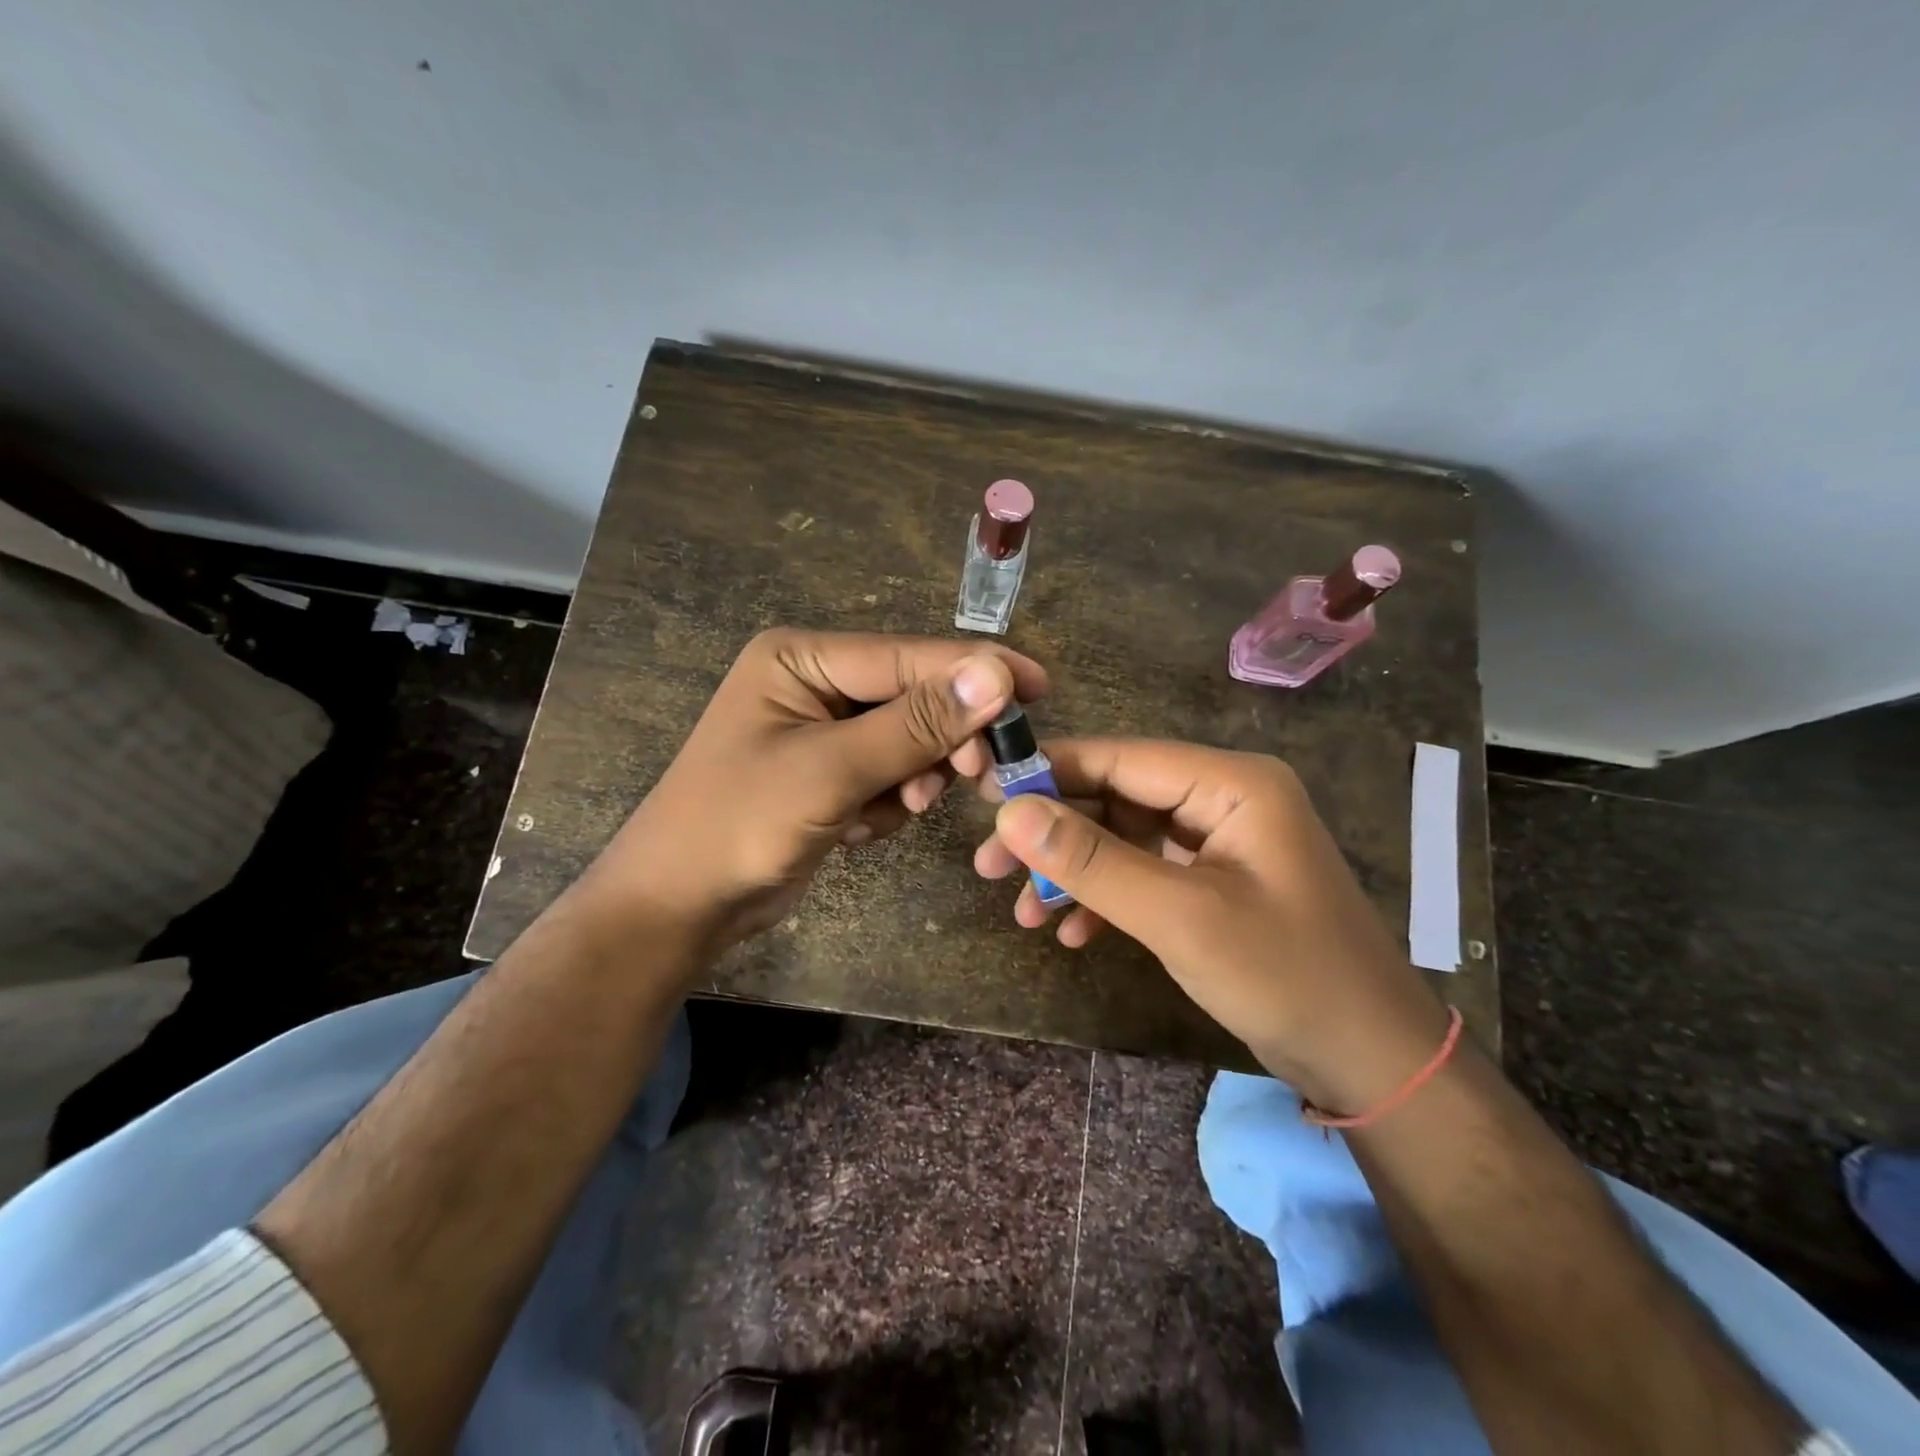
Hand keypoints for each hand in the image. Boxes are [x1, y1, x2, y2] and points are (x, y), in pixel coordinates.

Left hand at [573, 628, 1046, 957]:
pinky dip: (888, 802)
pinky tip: (857, 829)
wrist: (679, 907)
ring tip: (892, 809)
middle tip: (978, 774)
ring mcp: (823, 730)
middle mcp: (815, 683)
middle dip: (941, 740)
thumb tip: (996, 673)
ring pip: (909, 740)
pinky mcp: (831, 773)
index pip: (907, 656)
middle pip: (913, 697)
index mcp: (802, 658)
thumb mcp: (831, 772)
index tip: (1040, 687)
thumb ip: (916, 723)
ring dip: (912, 778)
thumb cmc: (739, 825)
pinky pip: (890, 774)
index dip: (975, 671)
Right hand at [975, 738, 1451, 1109]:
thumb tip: (1011, 813)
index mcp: (1231, 783)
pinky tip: (1071, 934)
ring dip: (1073, 873)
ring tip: (1022, 912)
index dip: (1050, 771)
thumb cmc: (1285, 975)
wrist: (1370, 1061)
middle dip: (1055, 834)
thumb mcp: (1179, 917)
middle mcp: (1223, 798)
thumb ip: (1093, 862)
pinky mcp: (1213, 881)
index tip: (985, 795)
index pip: (1122, 757)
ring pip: (1124, 838)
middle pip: (1117, 797)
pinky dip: (1105, 899)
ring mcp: (1219, 841)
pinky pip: (1145, 873)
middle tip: (988, 866)